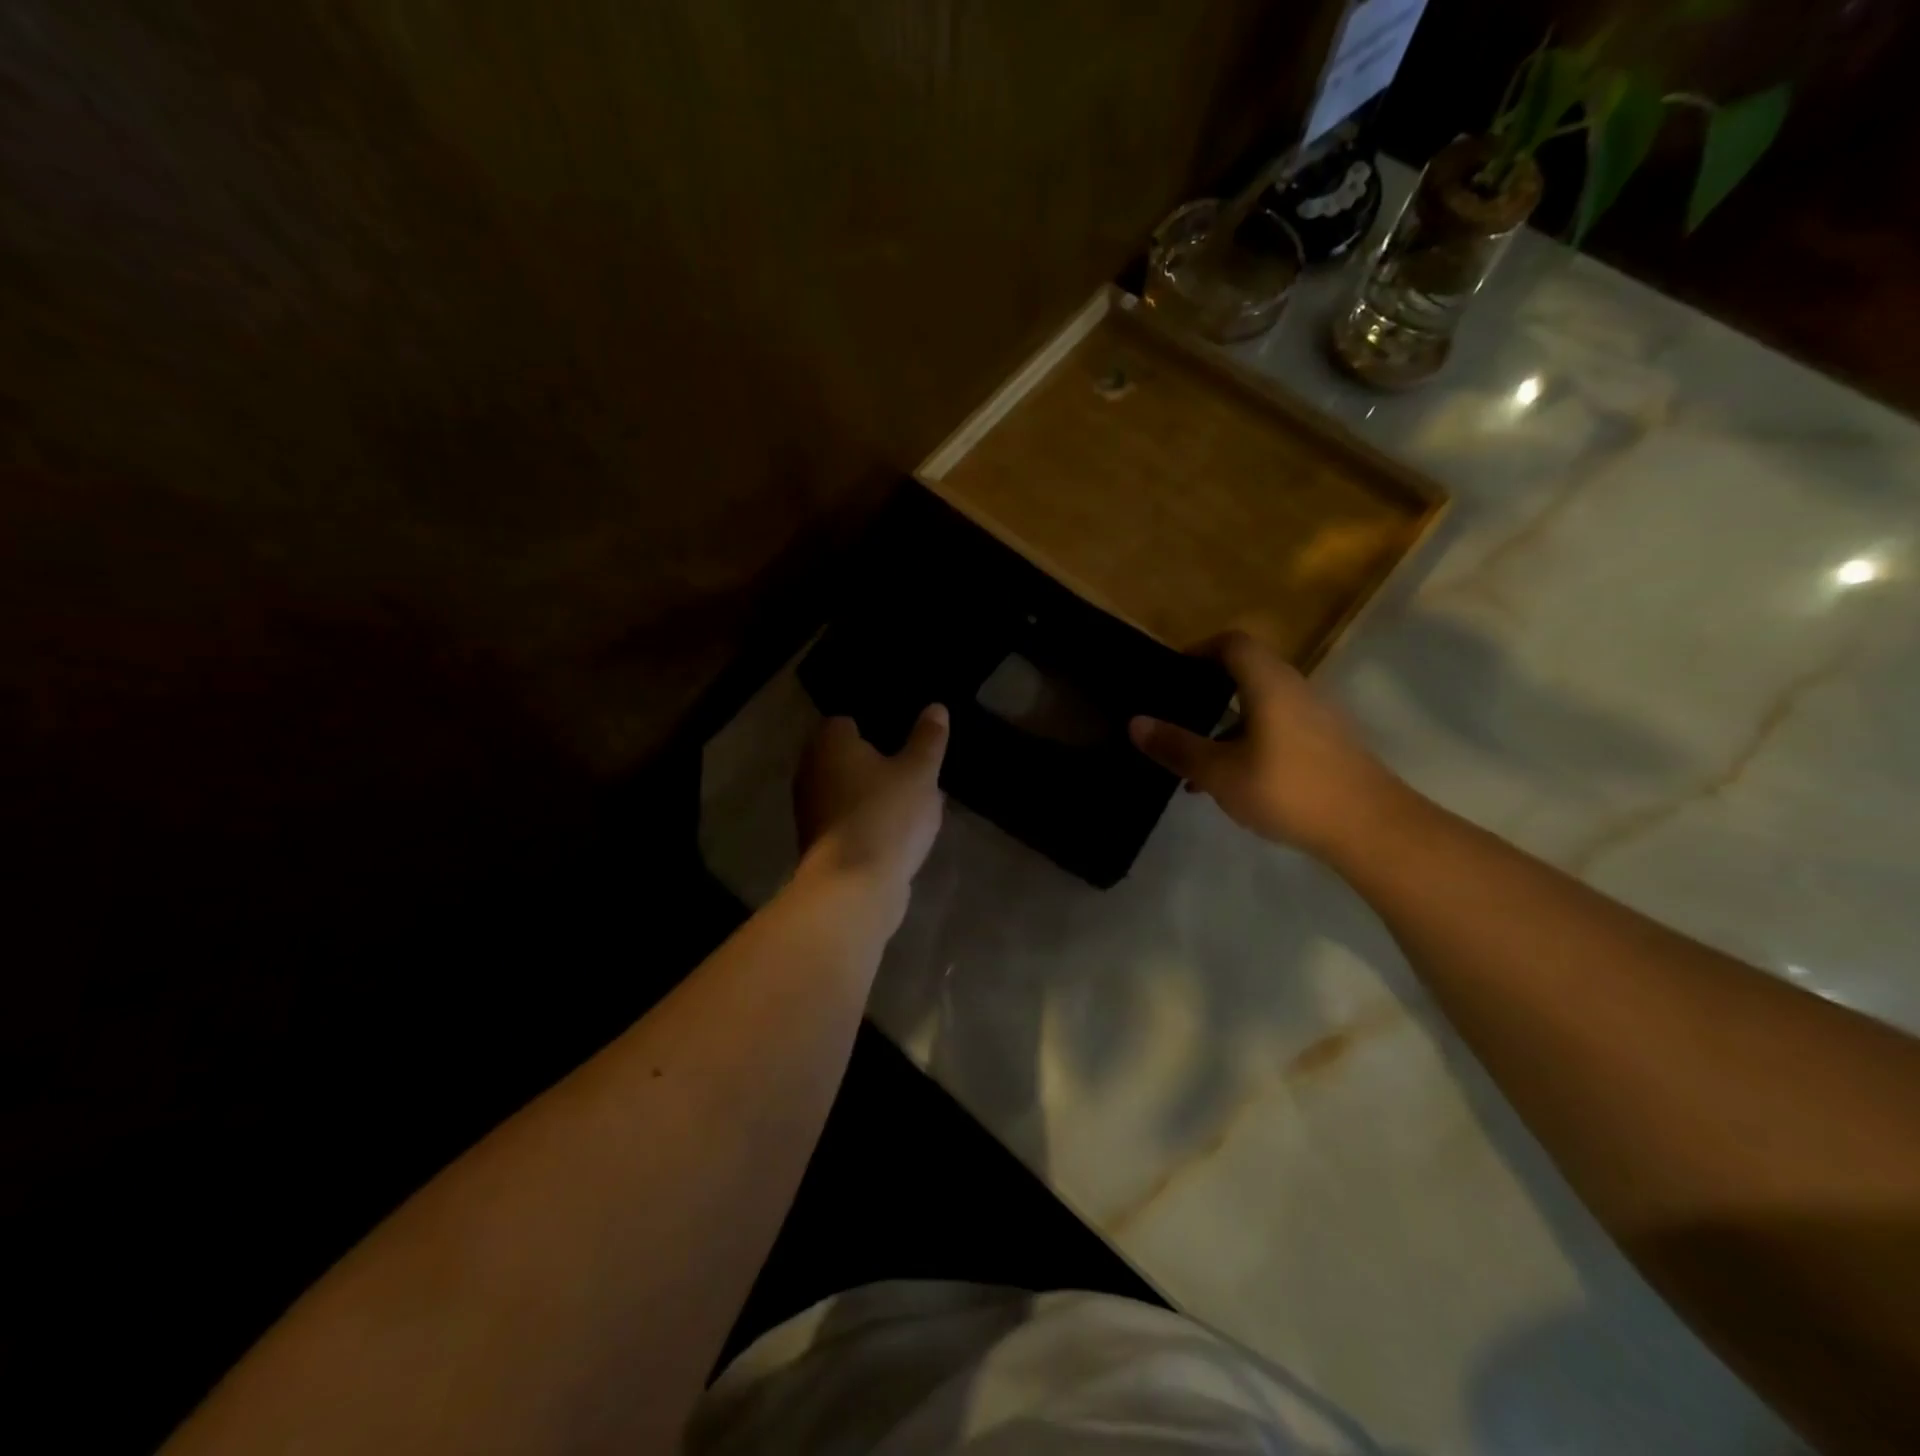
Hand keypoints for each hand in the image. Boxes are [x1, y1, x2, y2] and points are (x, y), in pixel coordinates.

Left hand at [794, 706, 949, 892]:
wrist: (853, 886)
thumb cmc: (886, 815)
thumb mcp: (920, 772)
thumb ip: (928, 738)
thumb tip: (935, 707)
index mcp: (829, 743)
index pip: (847, 720)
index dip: (878, 725)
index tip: (906, 736)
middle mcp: (810, 770)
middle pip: (848, 757)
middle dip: (878, 762)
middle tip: (915, 768)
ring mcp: (810, 809)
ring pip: (849, 790)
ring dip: (874, 794)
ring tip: (913, 801)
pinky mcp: (818, 842)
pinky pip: (849, 819)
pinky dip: (868, 820)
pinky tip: (898, 831)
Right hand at [1128, 631, 1407, 859]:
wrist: (1371, 828)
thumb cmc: (1288, 789)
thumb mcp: (1219, 772)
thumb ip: (1177, 746)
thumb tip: (1135, 722)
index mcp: (1269, 683)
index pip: (1232, 643)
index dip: (1199, 650)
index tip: (1172, 674)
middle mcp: (1295, 689)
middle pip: (1247, 673)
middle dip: (1208, 692)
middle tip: (1176, 715)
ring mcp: (1316, 717)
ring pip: (1261, 706)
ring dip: (1226, 724)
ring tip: (1196, 760)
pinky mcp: (1328, 745)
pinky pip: (1278, 729)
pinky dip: (1249, 742)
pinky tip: (1232, 783)